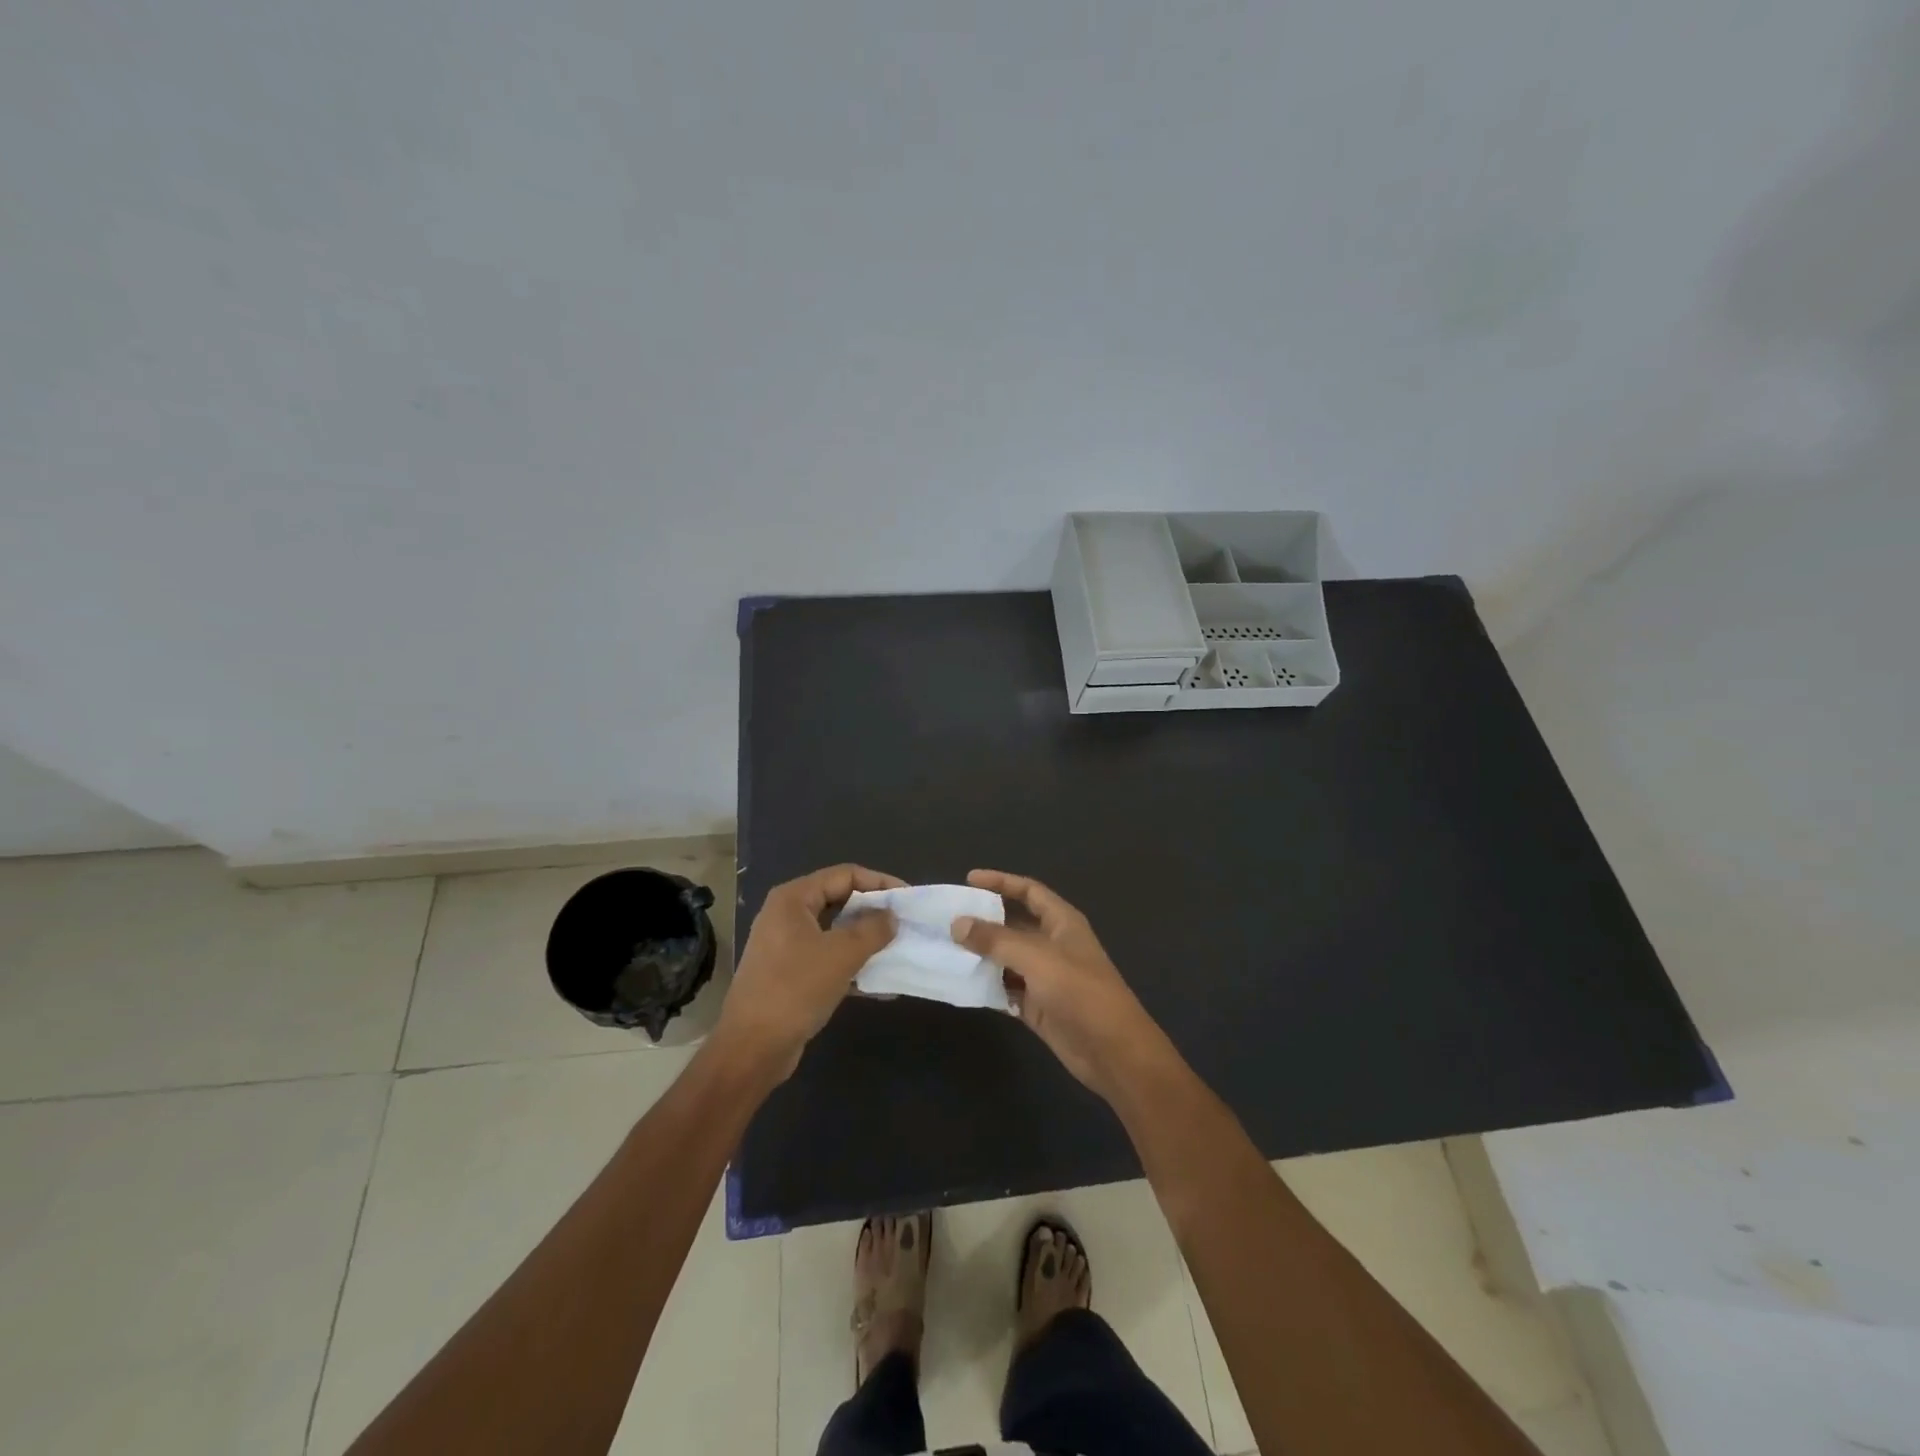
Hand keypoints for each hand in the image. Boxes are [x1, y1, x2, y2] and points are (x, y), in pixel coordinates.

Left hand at [716, 864, 903, 1080]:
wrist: (752, 1048)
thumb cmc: (795, 989)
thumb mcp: (841, 954)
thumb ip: (872, 930)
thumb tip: (891, 916)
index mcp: (794, 899)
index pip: (844, 875)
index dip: (879, 882)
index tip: (908, 898)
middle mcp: (788, 915)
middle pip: (840, 900)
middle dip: (874, 912)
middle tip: (904, 923)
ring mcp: (787, 946)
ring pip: (836, 932)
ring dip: (866, 940)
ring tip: (898, 950)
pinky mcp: (791, 974)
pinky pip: (829, 959)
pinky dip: (853, 966)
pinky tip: (880, 983)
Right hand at [951, 869, 1174, 1098]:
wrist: (1113, 1052)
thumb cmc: (1080, 993)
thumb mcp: (1037, 958)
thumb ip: (996, 940)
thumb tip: (958, 923)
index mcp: (1062, 923)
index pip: (1029, 891)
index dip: (1001, 882)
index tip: (968, 880)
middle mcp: (1053, 945)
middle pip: (1013, 925)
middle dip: (983, 921)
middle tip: (946, 919)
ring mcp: (1045, 977)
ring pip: (1006, 959)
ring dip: (980, 955)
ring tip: (944, 950)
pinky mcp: (1037, 1006)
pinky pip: (1006, 989)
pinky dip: (986, 986)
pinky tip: (960, 984)